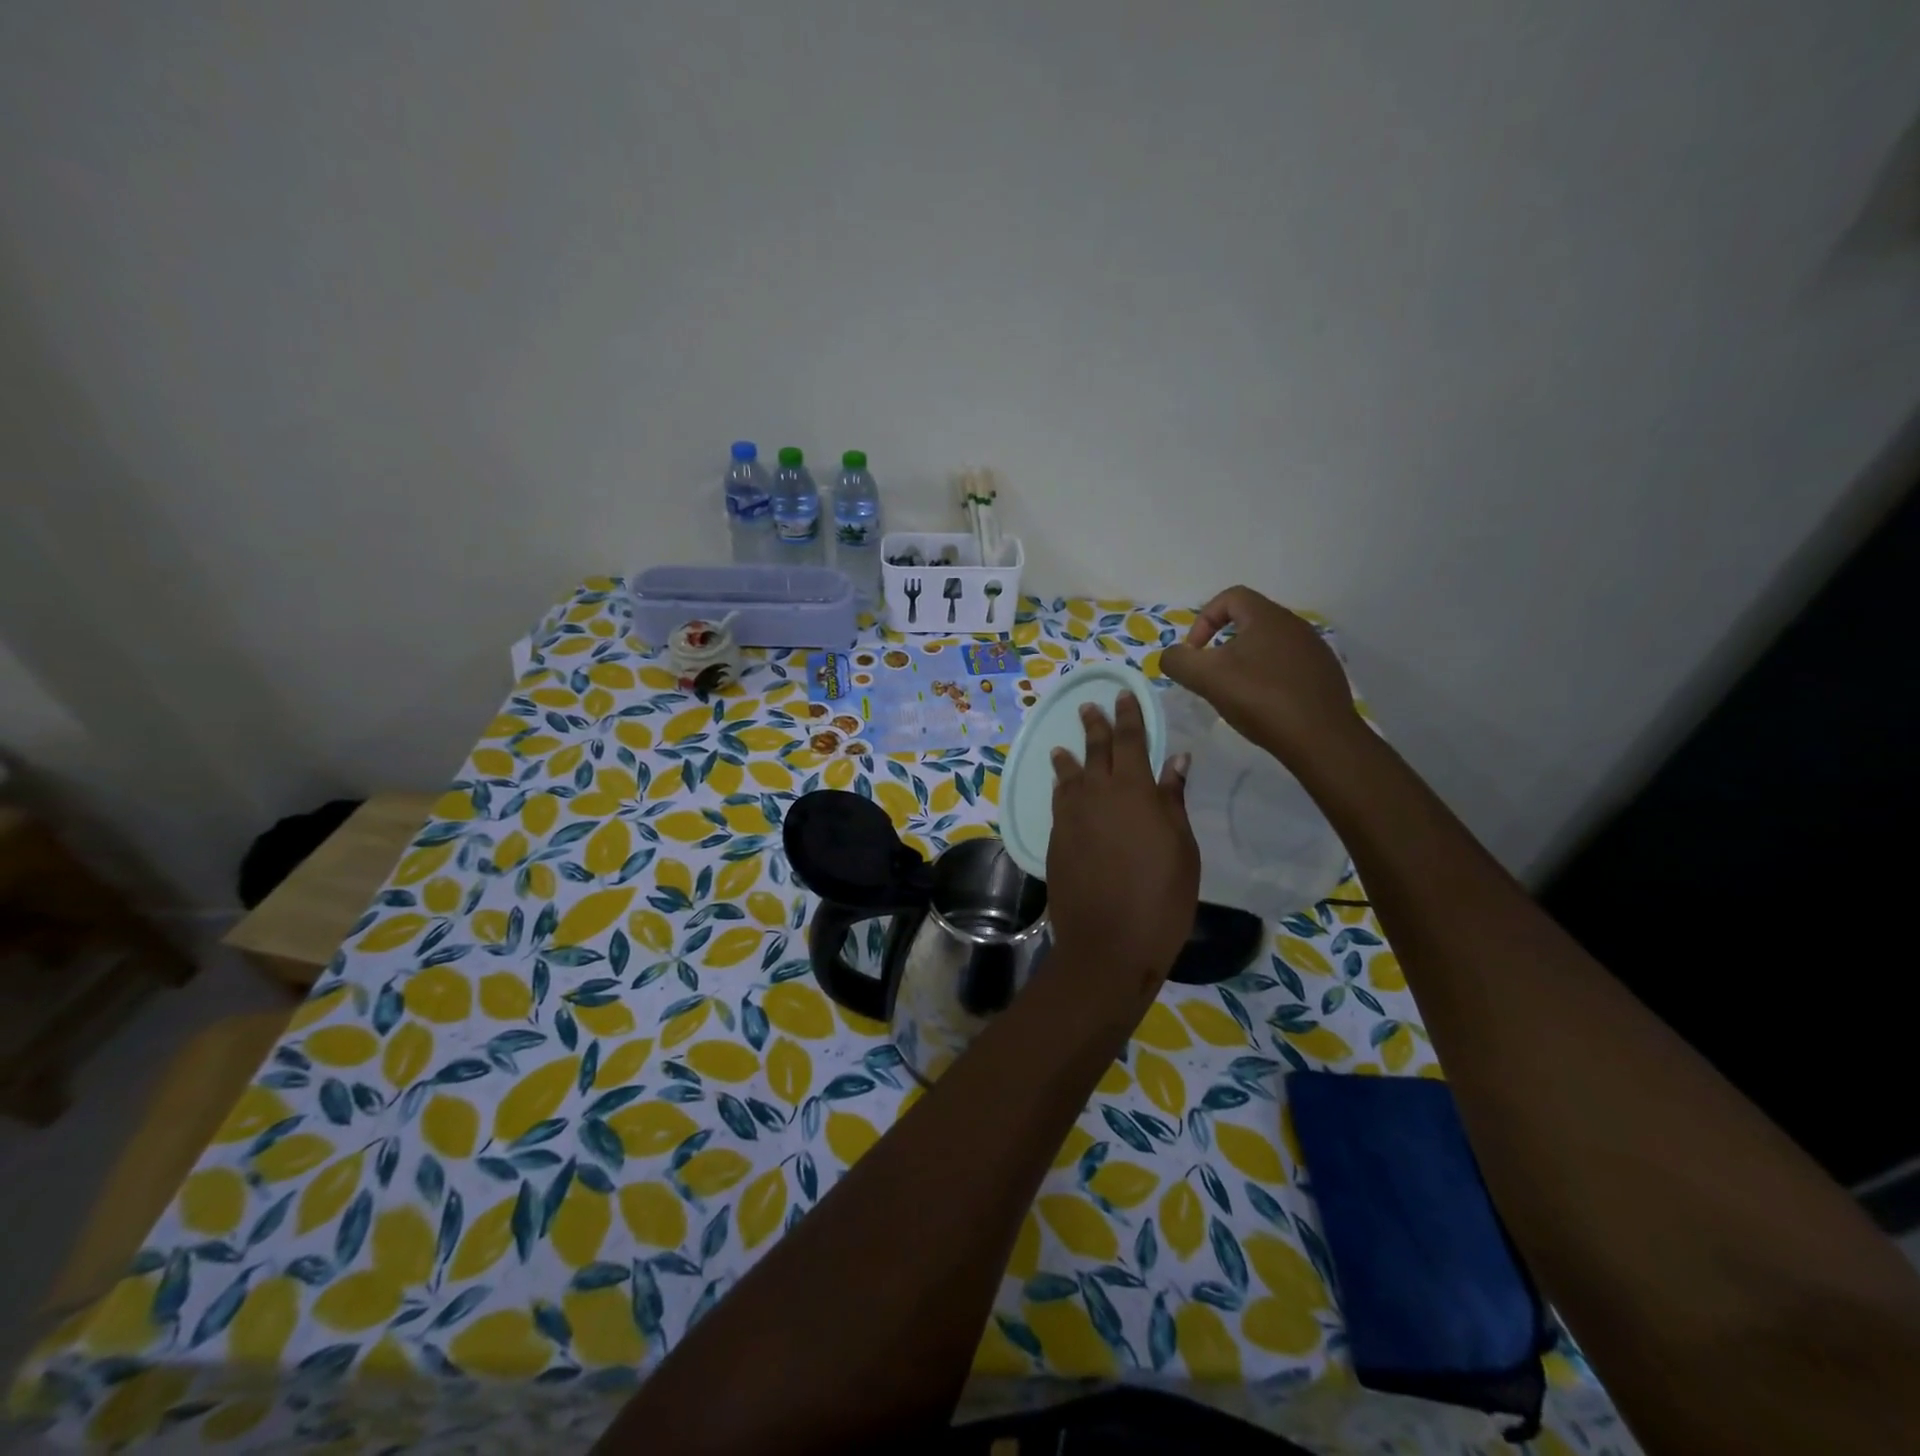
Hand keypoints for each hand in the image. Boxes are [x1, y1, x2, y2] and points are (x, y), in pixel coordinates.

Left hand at [1045, 692, 1199, 1006]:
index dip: (1127, 716)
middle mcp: (1095, 795)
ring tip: (1063, 746)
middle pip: (1095, 751)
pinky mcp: (1056, 841)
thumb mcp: (1182, 848)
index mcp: (1132, 790)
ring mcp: (1071, 818)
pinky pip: (1059, 803)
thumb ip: (1172, 800)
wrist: (1108, 943)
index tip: (1122, 695)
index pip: (1129, 741)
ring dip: (1069, 758)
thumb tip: (1176, 760)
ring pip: (1069, 777)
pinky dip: (1061, 788)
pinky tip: (1061, 788)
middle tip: (1089, 706)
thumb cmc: (1160, 896)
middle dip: (1095, 727)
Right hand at [1161, 586, 1360, 766]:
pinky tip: (1264, 704)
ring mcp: (1314, 650)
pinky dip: (1268, 678)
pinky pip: (1288, 666)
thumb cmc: (1260, 698)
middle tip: (1211, 674)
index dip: (1204, 620)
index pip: (1229, 597)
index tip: (1195, 652)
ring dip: (1246, 662)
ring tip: (1236, 692)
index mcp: (1267, 616)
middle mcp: (1294, 624)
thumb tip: (1172, 655)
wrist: (1320, 738)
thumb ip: (1178, 661)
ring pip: (1268, 645)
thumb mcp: (1206, 678)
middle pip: (1249, 621)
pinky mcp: (1325, 674)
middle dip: (1222, 644)